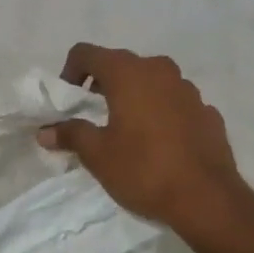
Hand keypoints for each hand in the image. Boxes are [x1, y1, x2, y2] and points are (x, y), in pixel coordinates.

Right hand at [38, 44, 247, 228]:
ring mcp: (188, 89)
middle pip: (120, 64)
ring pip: (151, 81)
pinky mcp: (207, 111)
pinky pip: (174, 102)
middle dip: (101, 84)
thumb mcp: (98, 155)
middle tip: (92, 114)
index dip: (70, 72)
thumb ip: (70, 134)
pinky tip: (159, 142)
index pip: (87, 53)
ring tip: (127, 129)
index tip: (69, 100)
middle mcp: (159, 70)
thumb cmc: (144, 169)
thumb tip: (45, 132)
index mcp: (128, 73)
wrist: (208, 200)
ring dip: (134, 95)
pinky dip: (161, 112)